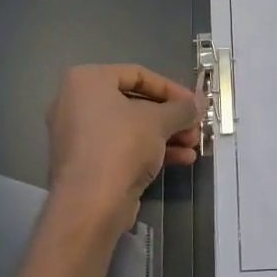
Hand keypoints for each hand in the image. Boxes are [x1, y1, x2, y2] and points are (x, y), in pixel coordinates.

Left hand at [46, 64, 201, 229]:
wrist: (91, 203)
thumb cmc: (122, 145)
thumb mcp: (159, 121)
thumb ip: (182, 108)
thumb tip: (199, 103)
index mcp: (87, 80)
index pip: (137, 74)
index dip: (171, 88)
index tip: (193, 103)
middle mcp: (76, 103)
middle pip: (134, 103)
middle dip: (170, 116)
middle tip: (195, 126)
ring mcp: (78, 135)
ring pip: (130, 128)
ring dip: (165, 135)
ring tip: (193, 145)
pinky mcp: (85, 163)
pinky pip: (121, 147)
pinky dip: (149, 150)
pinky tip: (181, 160)